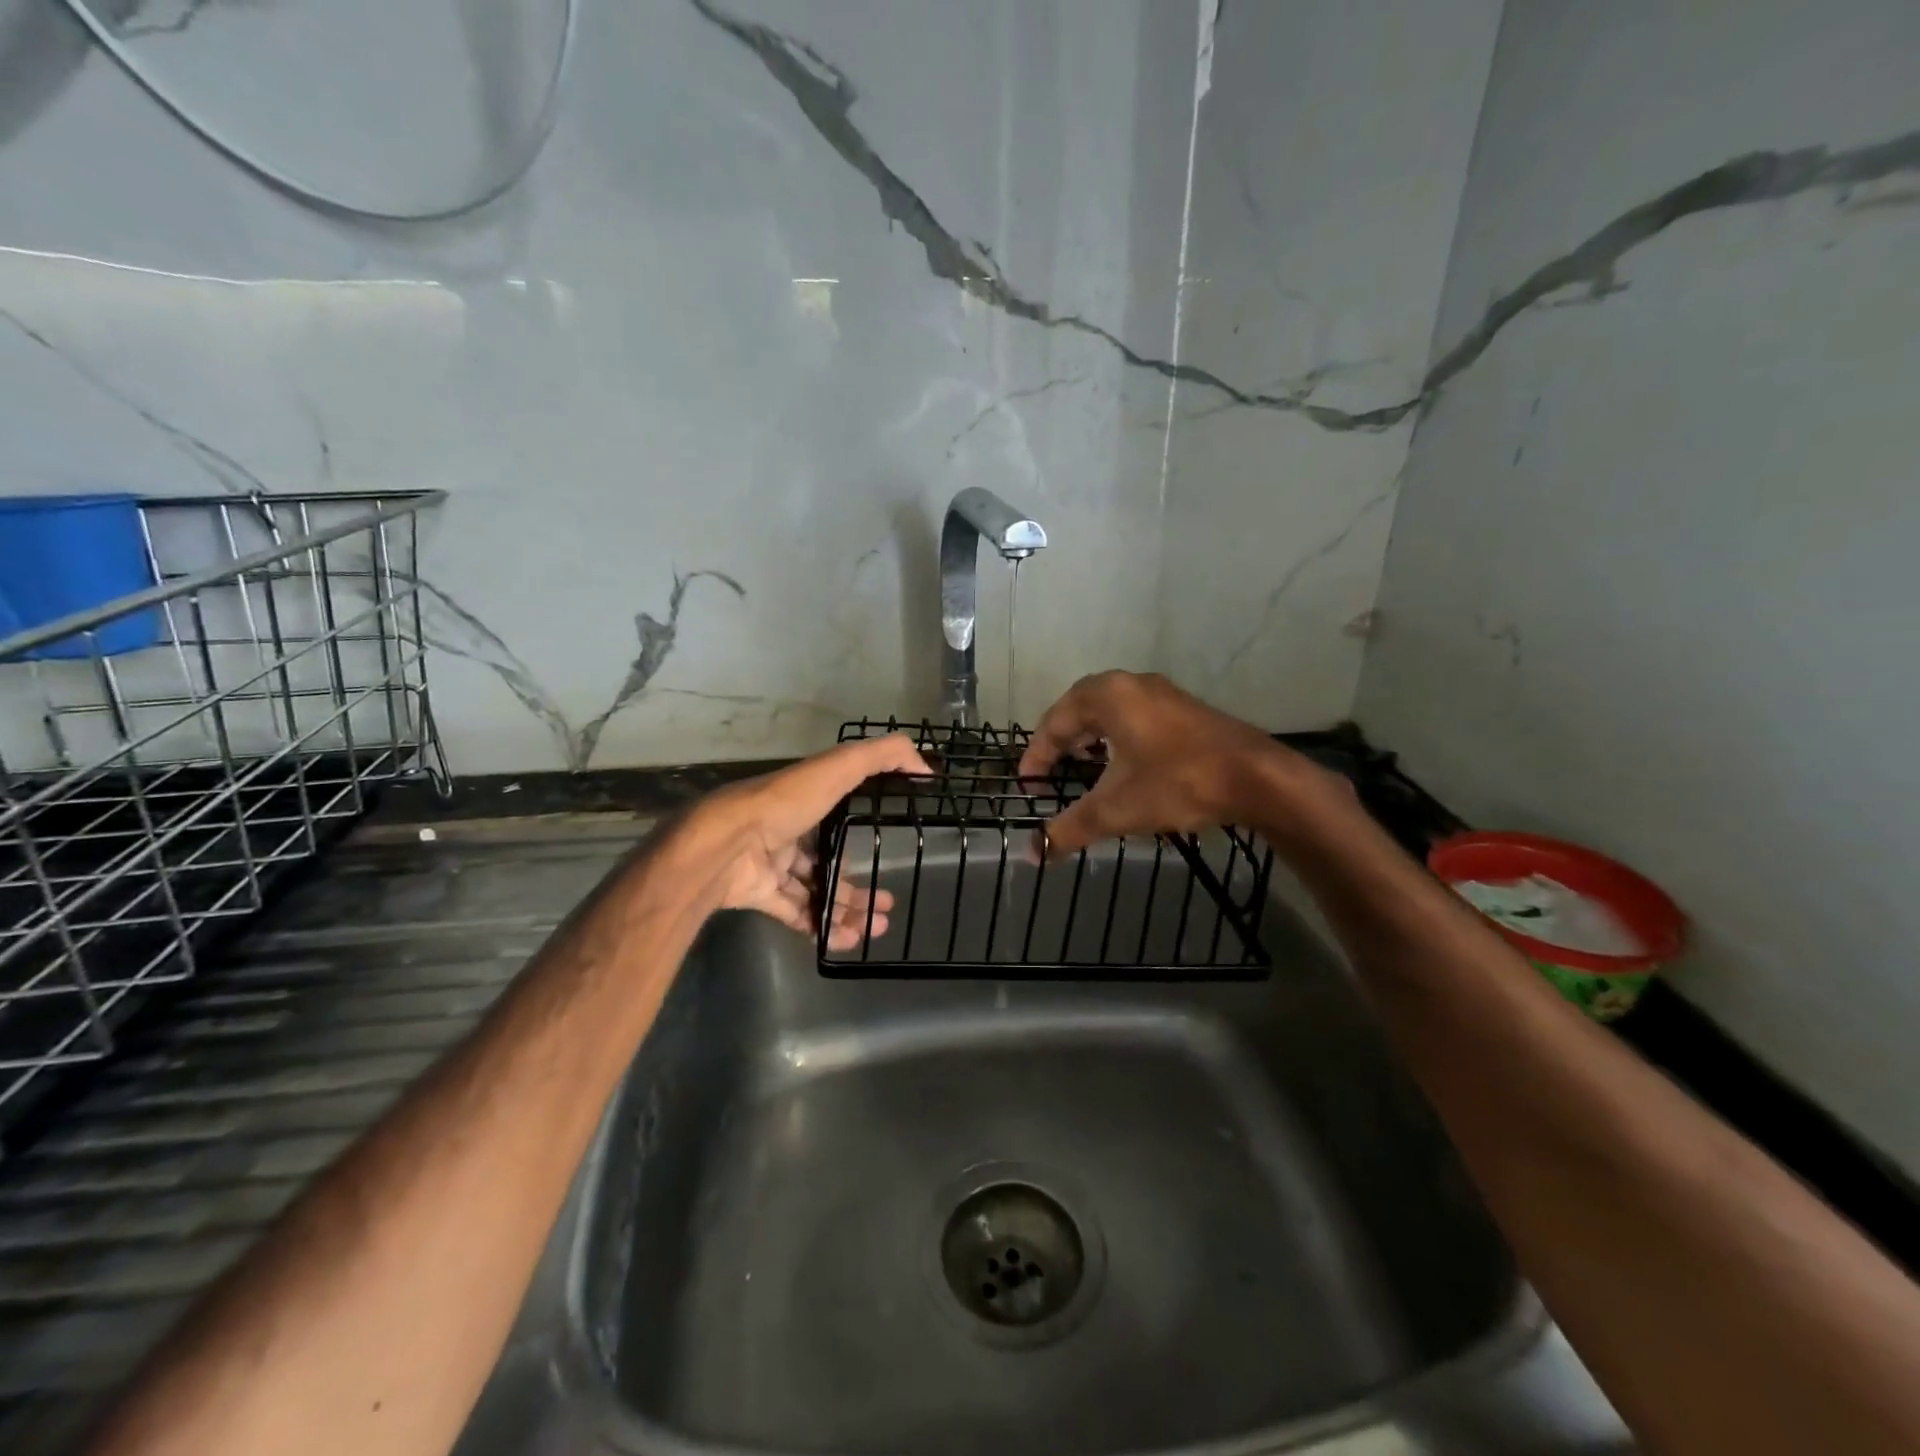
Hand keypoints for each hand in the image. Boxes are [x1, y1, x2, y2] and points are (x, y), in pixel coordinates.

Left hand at [676, 734, 932, 949]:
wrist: (725, 844)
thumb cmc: (784, 803)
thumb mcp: (839, 768)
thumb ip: (883, 758)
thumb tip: (926, 767)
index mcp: (806, 800)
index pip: (841, 816)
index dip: (867, 834)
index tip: (894, 852)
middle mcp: (789, 832)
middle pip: (831, 862)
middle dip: (859, 886)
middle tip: (887, 906)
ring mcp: (773, 866)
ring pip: (816, 891)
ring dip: (846, 909)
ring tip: (875, 928)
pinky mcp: (760, 894)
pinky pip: (796, 914)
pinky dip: (821, 926)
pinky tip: (847, 939)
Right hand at [1017, 671, 1331, 855]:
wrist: (1258, 778)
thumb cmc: (1178, 782)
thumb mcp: (1116, 809)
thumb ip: (1069, 829)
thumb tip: (1032, 855)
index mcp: (1107, 695)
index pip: (1054, 722)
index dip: (1037, 756)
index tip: (1028, 786)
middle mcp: (1131, 684)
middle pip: (1079, 709)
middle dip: (1061, 742)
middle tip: (1049, 773)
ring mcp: (1162, 694)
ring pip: (1109, 711)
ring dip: (1089, 737)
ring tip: (1082, 766)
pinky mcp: (1184, 710)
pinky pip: (1134, 716)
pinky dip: (1117, 737)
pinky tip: (1124, 764)